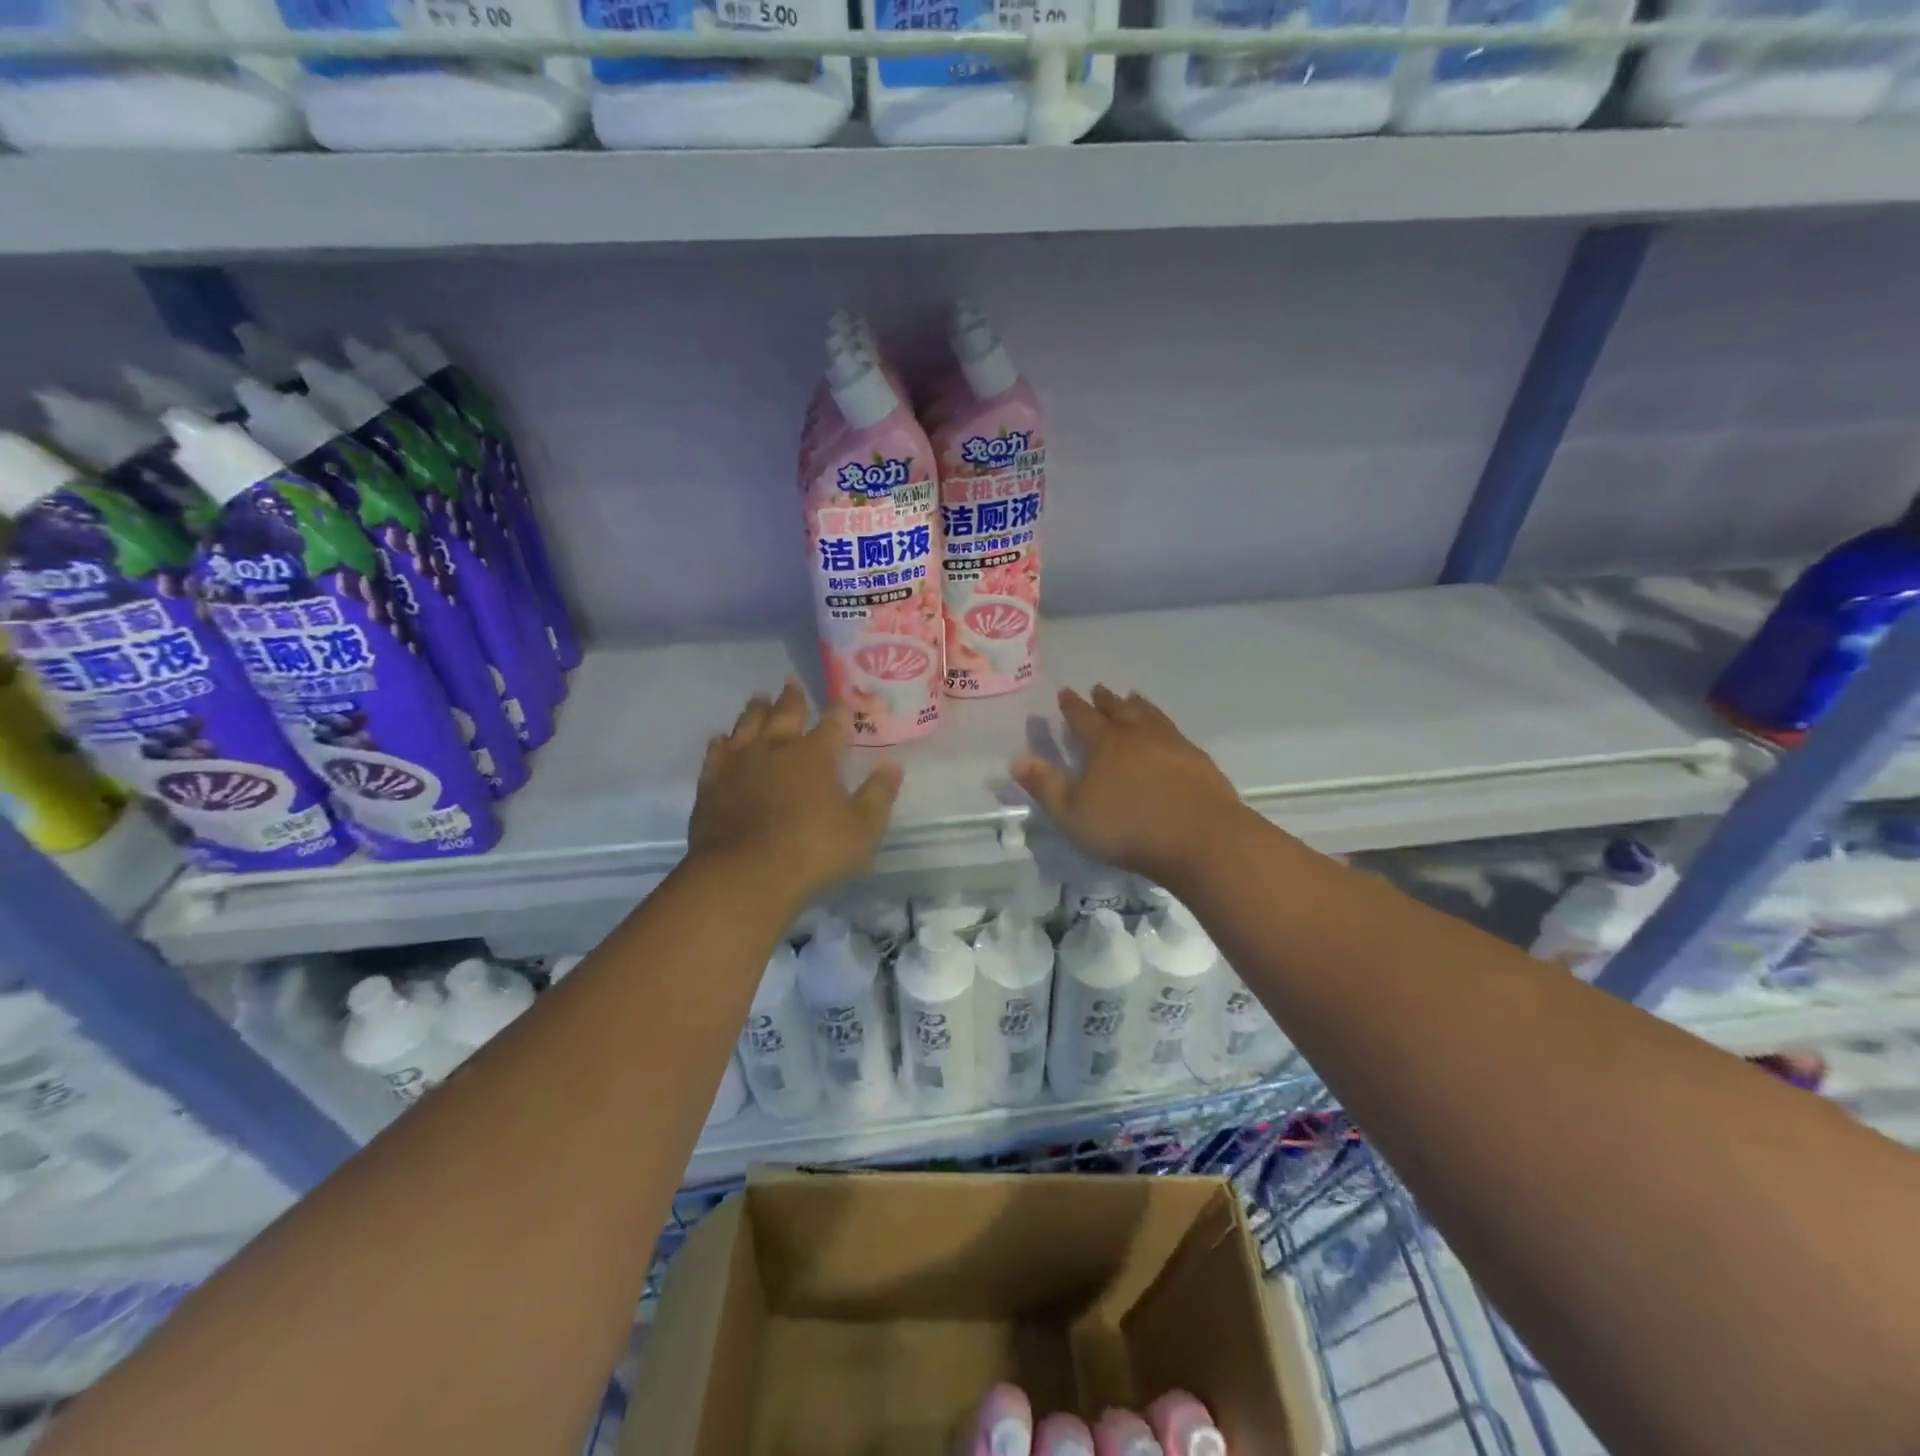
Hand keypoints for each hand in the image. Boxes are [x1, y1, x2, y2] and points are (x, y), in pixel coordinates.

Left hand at [689, 679, 902, 904]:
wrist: (745, 874)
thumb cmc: (813, 851)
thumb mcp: (863, 829)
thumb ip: (879, 795)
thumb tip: (893, 765)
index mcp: (815, 756)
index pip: (833, 724)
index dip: (840, 712)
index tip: (844, 701)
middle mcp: (777, 749)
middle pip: (786, 714)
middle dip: (793, 698)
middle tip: (792, 682)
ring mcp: (740, 763)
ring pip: (748, 725)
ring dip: (756, 710)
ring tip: (759, 698)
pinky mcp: (712, 782)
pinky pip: (716, 753)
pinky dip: (721, 742)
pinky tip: (721, 739)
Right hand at [1010, 685, 1246, 888]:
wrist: (1200, 838)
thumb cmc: (1128, 828)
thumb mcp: (1073, 814)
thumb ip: (1045, 786)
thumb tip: (1017, 759)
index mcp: (1105, 745)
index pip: (1083, 718)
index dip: (1072, 706)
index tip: (1065, 692)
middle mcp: (1138, 735)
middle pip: (1118, 710)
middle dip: (1105, 700)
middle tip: (1099, 688)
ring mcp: (1172, 744)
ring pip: (1150, 715)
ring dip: (1138, 705)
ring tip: (1133, 697)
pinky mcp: (1197, 760)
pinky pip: (1175, 732)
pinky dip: (1164, 724)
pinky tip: (1169, 733)